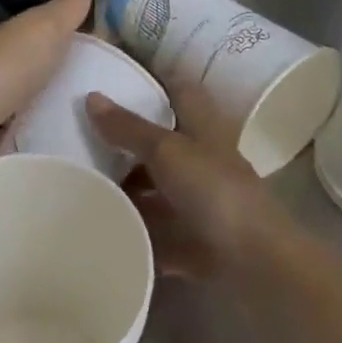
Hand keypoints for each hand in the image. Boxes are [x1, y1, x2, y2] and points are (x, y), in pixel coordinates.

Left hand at [0, 0, 93, 139]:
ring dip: (33, 121)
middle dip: (52, 89)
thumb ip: (65, 7)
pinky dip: (16, 150)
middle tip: (94, 110)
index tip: (98, 62)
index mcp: (7, 42)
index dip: (64, 45)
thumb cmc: (0, 69)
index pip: (39, 38)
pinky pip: (0, 146)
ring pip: (11, 113)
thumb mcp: (41, 31)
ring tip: (75, 142)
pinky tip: (39, 162)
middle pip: (25, 78)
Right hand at [86, 85, 289, 279]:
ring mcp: (201, 204)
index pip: (180, 91)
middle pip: (164, 144)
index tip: (120, 77)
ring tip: (85, 184)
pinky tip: (104, 229)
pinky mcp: (194, 243)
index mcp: (203, 129)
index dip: (155, 81)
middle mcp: (203, 161)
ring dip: (129, 190)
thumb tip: (91, 96)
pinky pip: (158, 233)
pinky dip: (136, 232)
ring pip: (159, 189)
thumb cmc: (214, 191)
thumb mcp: (166, 150)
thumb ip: (129, 127)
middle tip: (84, 135)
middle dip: (129, 142)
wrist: (257, 265)